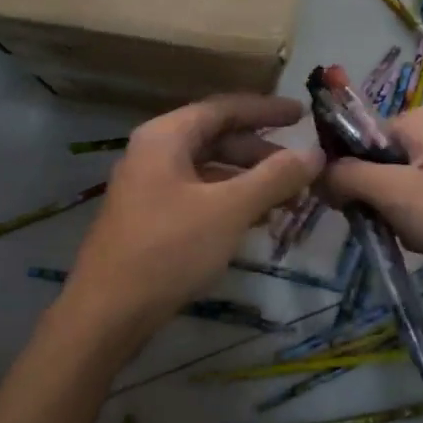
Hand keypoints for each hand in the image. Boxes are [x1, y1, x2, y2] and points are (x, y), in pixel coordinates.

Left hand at [63, 95, 323, 343]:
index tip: (303, 115)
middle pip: (217, 138)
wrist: (107, 314)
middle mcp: (154, 152)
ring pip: (209, 169)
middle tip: (301, 170)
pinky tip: (256, 221)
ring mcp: (149, 185)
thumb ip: (274, 178)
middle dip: (261, 153)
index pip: (224, 108)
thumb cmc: (168, 250)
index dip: (266, 110)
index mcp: (166, 136)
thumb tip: (315, 153)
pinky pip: (199, 194)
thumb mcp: (229, 210)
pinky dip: (230, 201)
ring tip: (288, 202)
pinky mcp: (150, 217)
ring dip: (249, 180)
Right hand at [322, 107, 422, 295]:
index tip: (345, 207)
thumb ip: (350, 178)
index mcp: (419, 120)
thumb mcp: (398, 195)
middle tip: (392, 225)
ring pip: (400, 187)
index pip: (358, 138)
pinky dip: (421, 224)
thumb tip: (315, 172)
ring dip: (398, 216)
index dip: (345, 172)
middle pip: (378, 163)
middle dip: (377, 199)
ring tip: (418, 238)